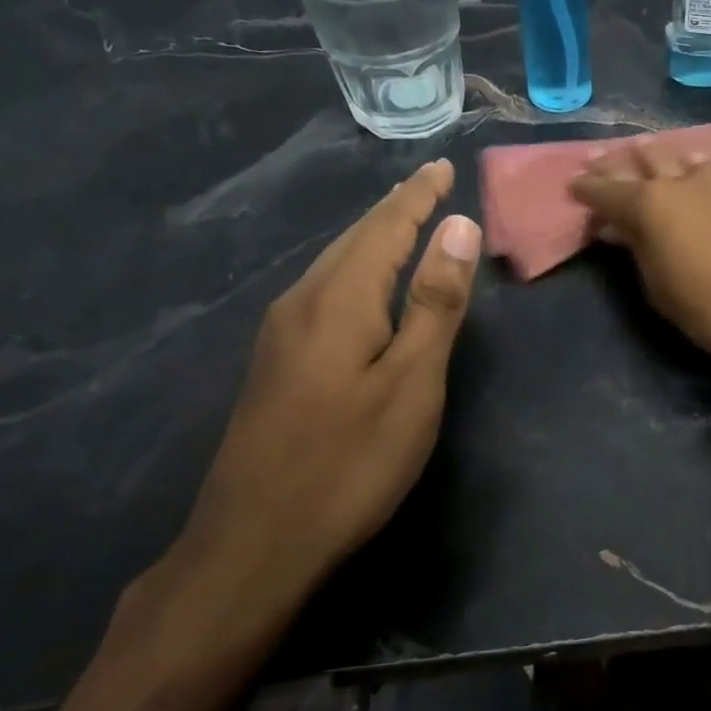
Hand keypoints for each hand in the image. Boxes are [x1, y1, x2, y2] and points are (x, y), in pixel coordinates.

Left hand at [165, 159, 480, 626]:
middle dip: (393, 210)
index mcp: (339, 299)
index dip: (417, 196)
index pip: (385, 227)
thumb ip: (435, 302)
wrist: (253, 544)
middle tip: (427, 186)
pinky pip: (323, 293)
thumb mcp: (411, 382)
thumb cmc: (349, 462)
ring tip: (402, 222)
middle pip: (354, 240)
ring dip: (371, 238)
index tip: (442, 166)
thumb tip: (458, 226)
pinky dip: (354, 271)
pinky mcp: (274, 364)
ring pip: (334, 266)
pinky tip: (361, 286)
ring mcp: (280, 335)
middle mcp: (302, 303)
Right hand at [570, 140, 710, 394]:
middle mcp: (681, 183)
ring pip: (680, 159)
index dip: (587, 188)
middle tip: (599, 158)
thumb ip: (640, 254)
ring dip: (659, 157)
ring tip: (645, 151)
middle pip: (643, 164)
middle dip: (618, 163)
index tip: (573, 183)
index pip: (607, 191)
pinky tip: (696, 168)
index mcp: (650, 205)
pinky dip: (695, 168)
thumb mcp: (662, 290)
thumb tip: (624, 231)